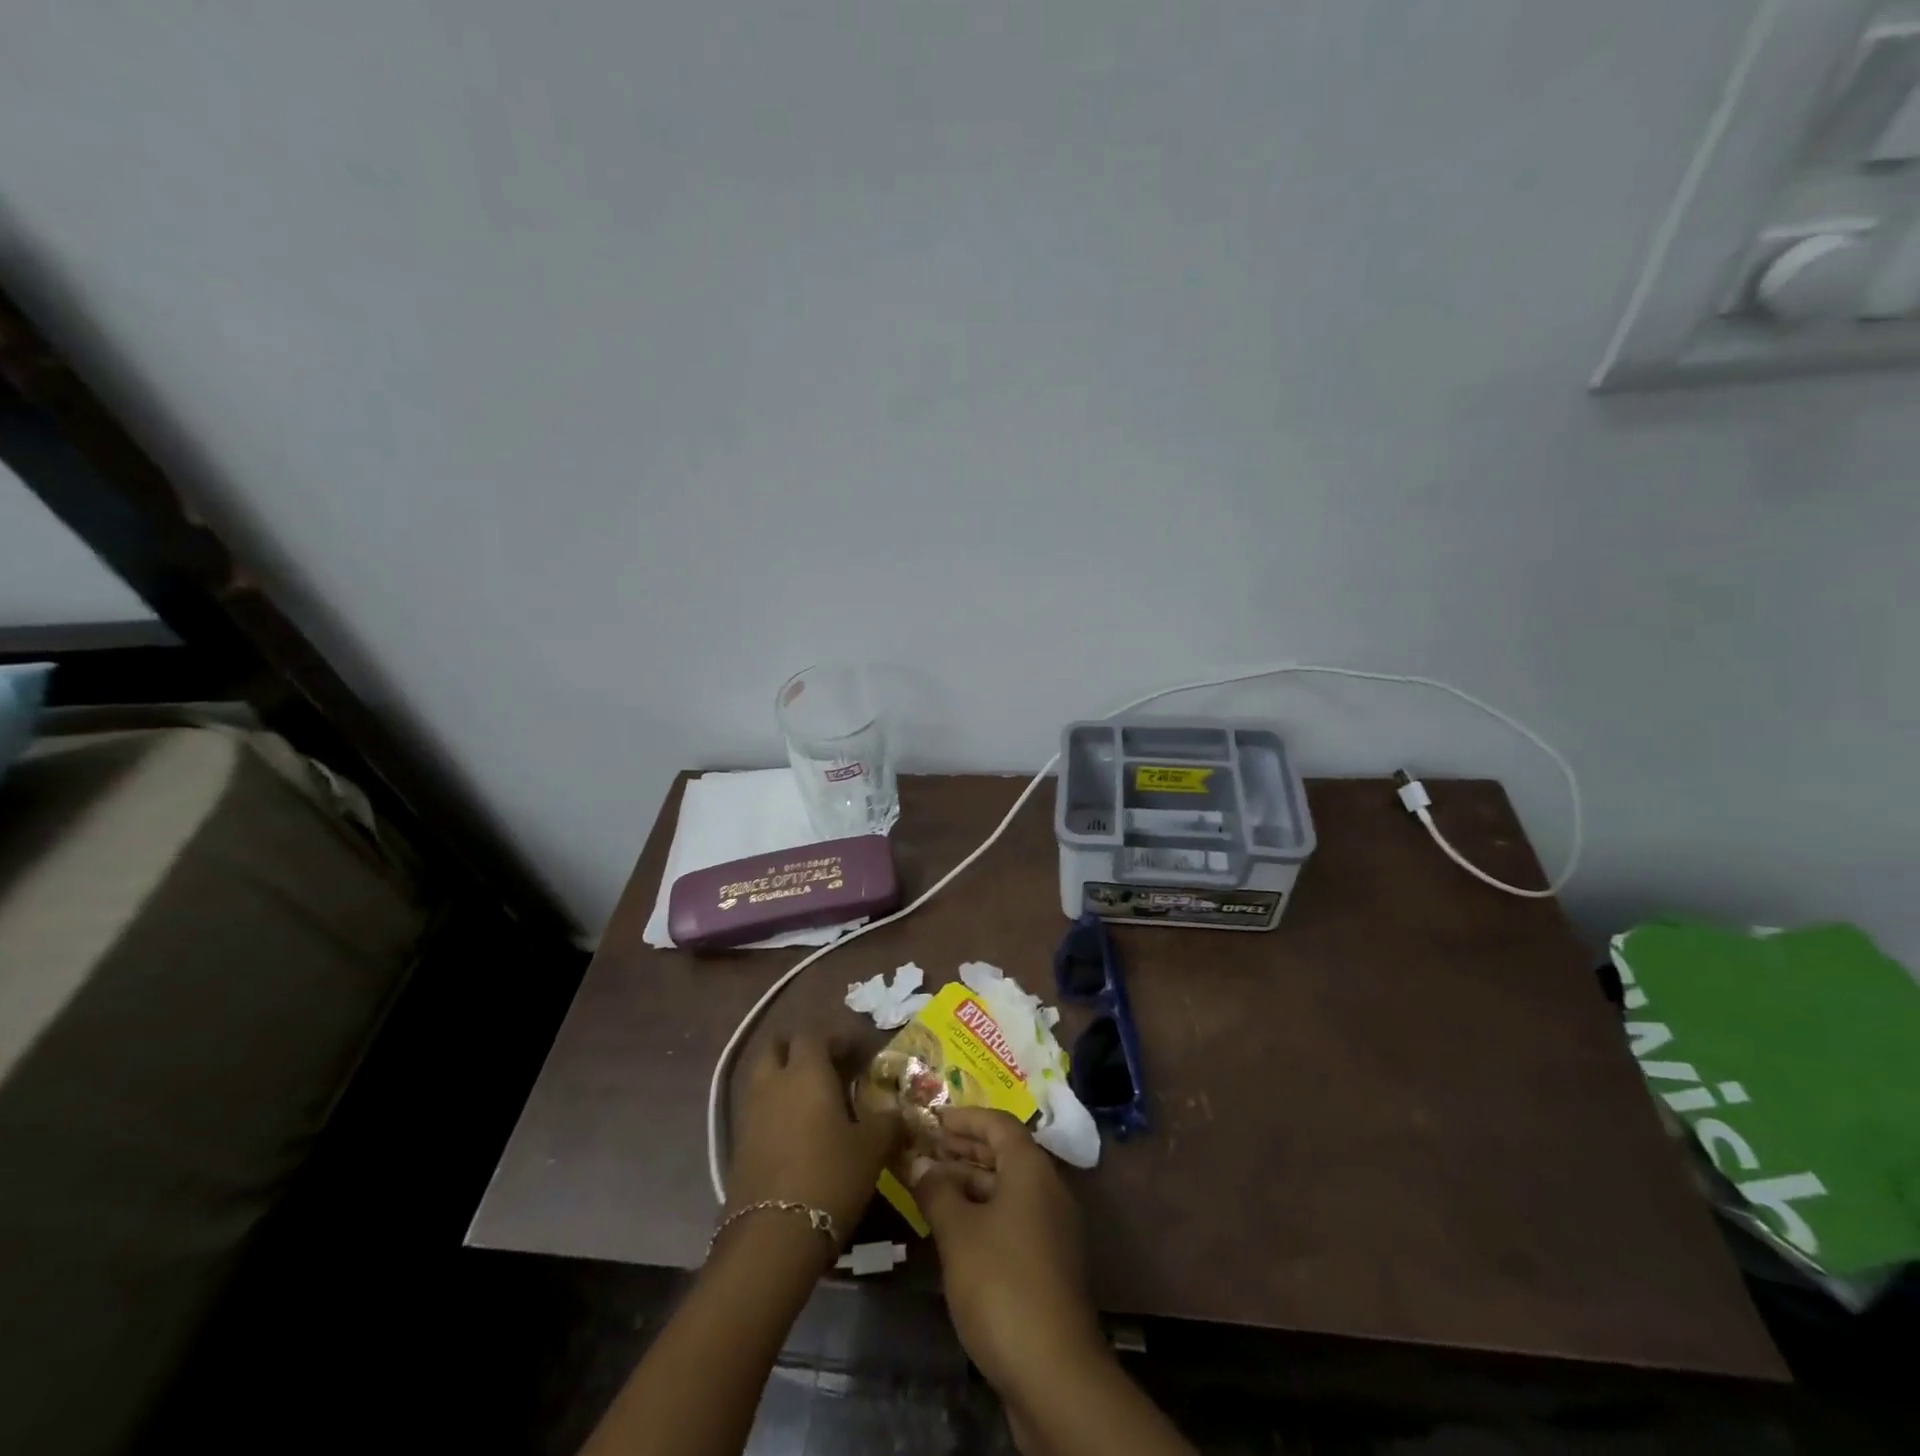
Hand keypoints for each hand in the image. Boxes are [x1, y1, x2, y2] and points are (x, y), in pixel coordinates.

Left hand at [726, 1034, 900, 1248]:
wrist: (772, 1238)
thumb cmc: (830, 1178)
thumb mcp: (872, 1149)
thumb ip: (887, 1122)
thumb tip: (897, 1111)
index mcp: (806, 1071)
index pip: (815, 1034)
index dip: (837, 1038)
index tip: (858, 1053)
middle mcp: (772, 1082)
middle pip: (777, 1046)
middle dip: (799, 1048)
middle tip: (827, 1066)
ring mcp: (749, 1112)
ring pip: (762, 1076)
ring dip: (783, 1077)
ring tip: (812, 1099)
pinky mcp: (737, 1144)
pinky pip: (756, 1108)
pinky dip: (774, 1107)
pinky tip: (795, 1131)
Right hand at [914, 1107, 1105, 1401]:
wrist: (1055, 1373)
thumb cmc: (1002, 1284)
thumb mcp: (958, 1232)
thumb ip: (936, 1190)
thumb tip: (919, 1162)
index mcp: (1032, 1169)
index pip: (998, 1124)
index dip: (963, 1118)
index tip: (930, 1119)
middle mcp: (1047, 1189)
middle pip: (1004, 1153)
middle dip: (963, 1149)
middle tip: (923, 1149)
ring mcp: (1051, 1228)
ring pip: (1006, 1188)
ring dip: (969, 1182)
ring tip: (928, 1186)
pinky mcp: (1048, 1263)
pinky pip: (1011, 1217)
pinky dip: (982, 1212)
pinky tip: (952, 1228)